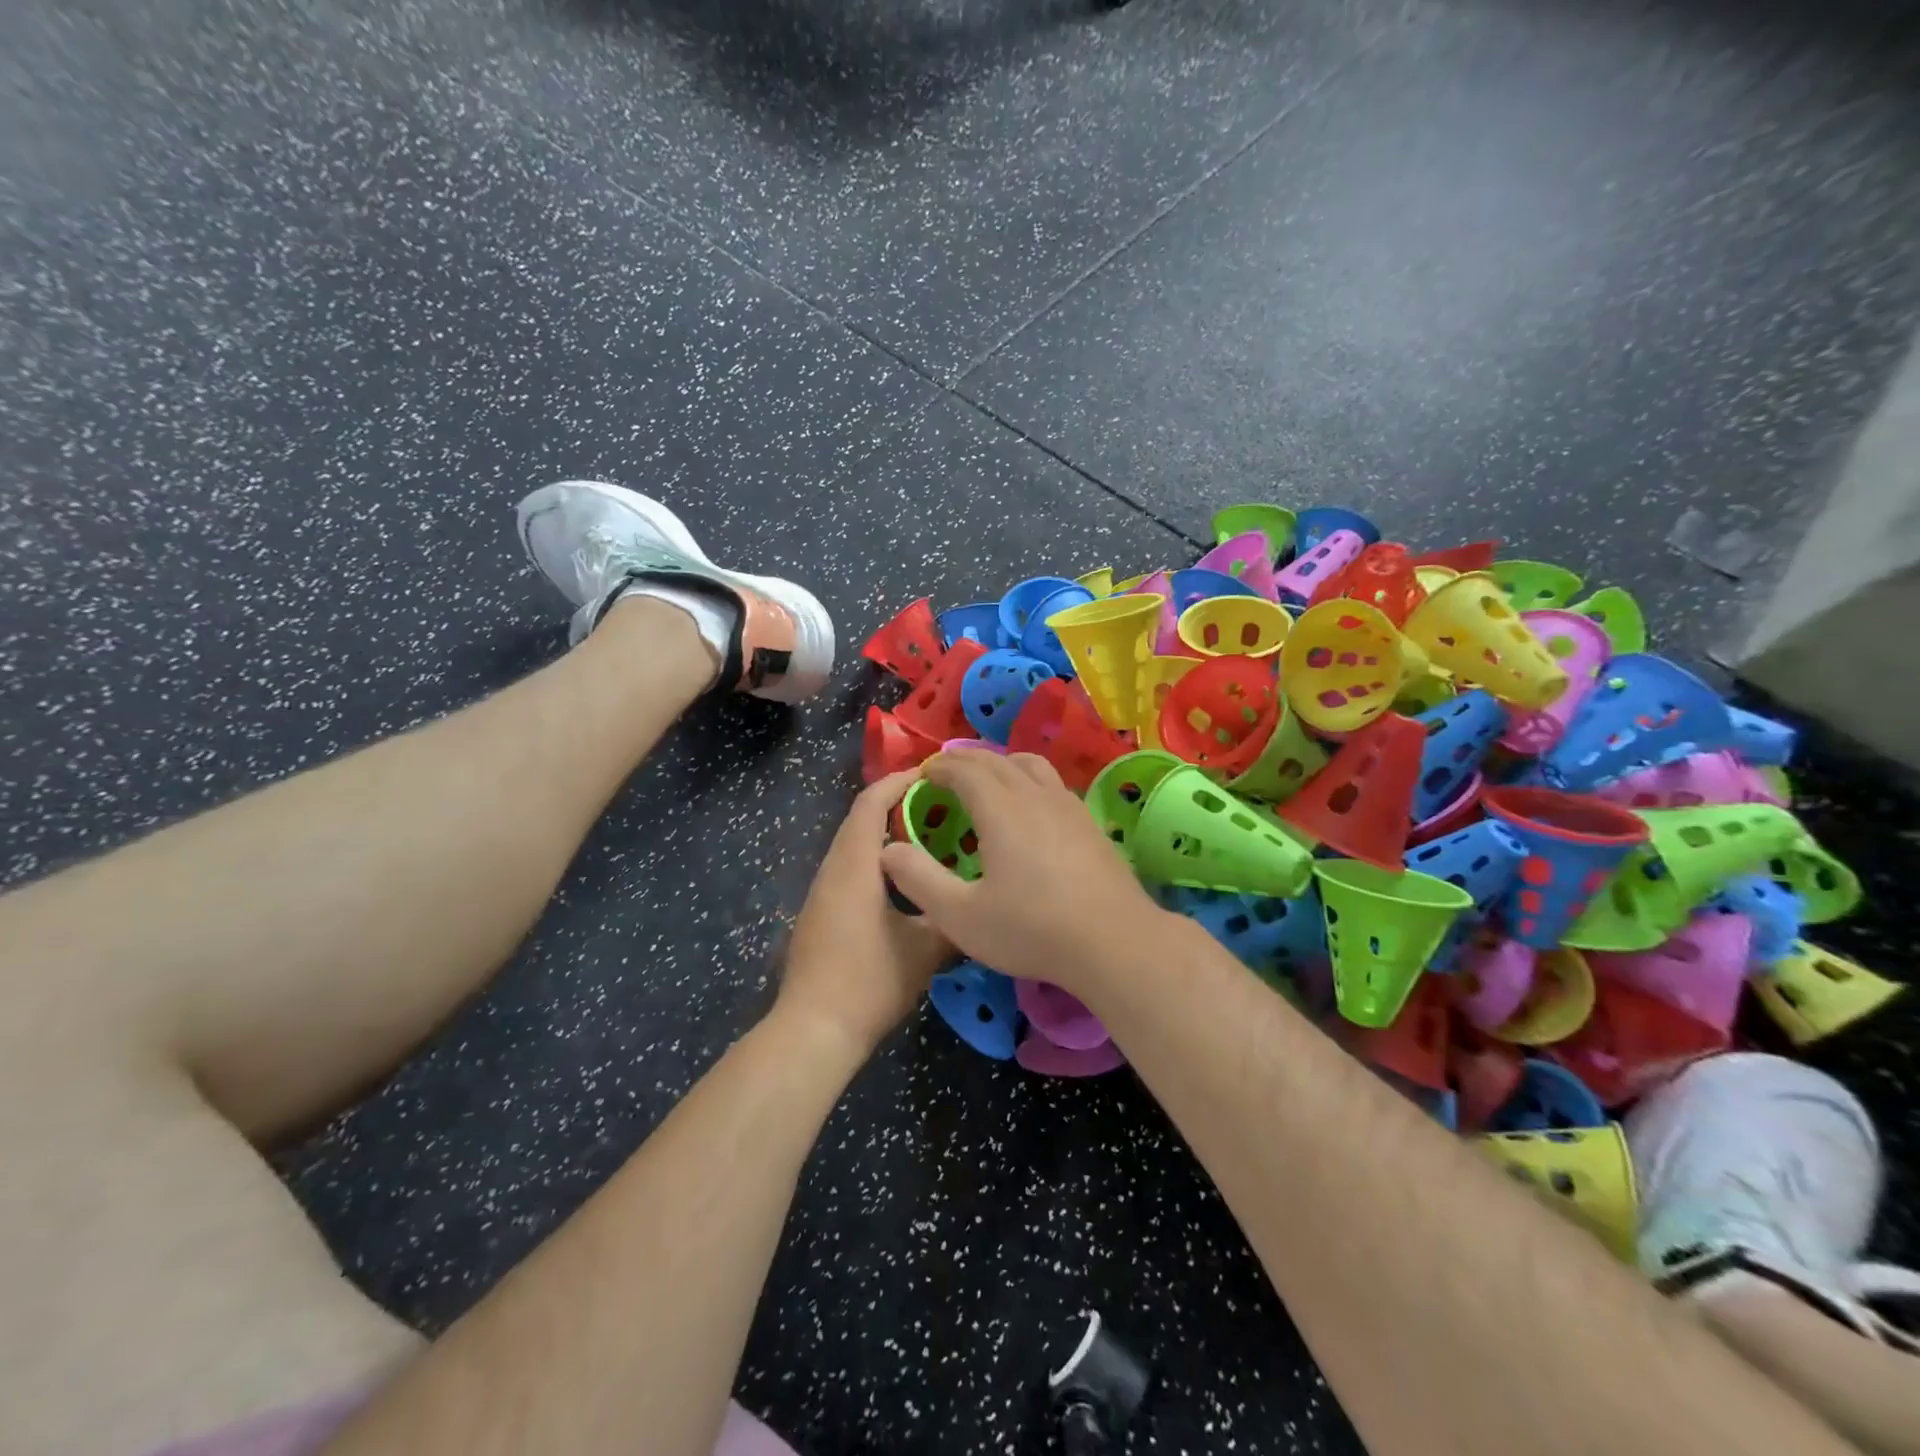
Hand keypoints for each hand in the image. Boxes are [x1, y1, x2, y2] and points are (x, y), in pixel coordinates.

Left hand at [778, 771, 955, 1054]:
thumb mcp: (925, 951)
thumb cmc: (869, 982)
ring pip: (853, 846)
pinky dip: (876, 859)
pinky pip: (849, 869)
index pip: (871, 802)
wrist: (813, 1032)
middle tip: (942, 805)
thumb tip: (979, 905)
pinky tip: (904, 881)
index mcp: (854, 865)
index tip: (933, 775)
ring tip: (930, 837)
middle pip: (860, 819)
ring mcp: (821, 893)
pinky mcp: (820, 914)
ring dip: (886, 834)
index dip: (899, 781)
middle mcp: (832, 869)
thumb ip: (954, 919)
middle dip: (897, 804)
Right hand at [878, 751, 1164, 995]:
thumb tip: (888, 850)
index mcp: (1000, 808)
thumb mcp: (961, 916)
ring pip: (1030, 765)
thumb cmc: (1031, 929)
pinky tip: (1030, 808)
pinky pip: (1052, 784)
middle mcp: (1034, 795)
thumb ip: (919, 880)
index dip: (939, 768)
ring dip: (1000, 764)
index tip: (923, 775)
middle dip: (965, 761)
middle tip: (945, 773)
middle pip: (996, 760)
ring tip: (987, 779)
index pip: (964, 770)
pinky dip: (1028, 780)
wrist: (1114, 941)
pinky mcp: (1089, 823)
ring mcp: (1068, 805)